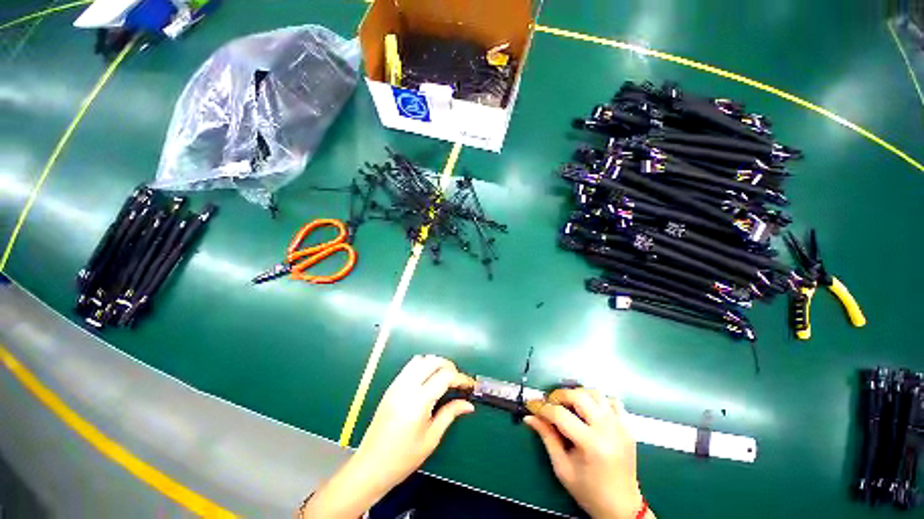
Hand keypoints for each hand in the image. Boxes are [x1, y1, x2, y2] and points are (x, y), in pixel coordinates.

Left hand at [356, 354, 474, 486]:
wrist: (370, 467)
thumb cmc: (403, 458)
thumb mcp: (431, 438)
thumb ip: (450, 414)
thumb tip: (468, 404)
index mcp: (418, 401)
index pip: (444, 376)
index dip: (460, 378)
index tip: (469, 385)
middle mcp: (406, 387)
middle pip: (432, 361)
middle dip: (449, 366)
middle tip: (457, 380)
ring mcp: (396, 385)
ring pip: (420, 360)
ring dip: (435, 363)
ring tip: (444, 377)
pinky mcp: (391, 387)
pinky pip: (409, 367)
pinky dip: (423, 366)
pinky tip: (428, 380)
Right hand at [524, 389, 652, 518]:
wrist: (622, 507)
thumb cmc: (589, 491)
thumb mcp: (562, 468)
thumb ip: (547, 437)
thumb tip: (529, 417)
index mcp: (591, 444)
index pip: (560, 414)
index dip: (542, 408)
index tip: (531, 406)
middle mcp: (608, 430)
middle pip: (579, 396)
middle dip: (559, 395)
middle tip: (549, 403)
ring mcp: (620, 426)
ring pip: (595, 393)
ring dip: (577, 394)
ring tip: (568, 405)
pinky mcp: (627, 426)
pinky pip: (611, 401)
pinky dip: (597, 400)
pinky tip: (588, 410)